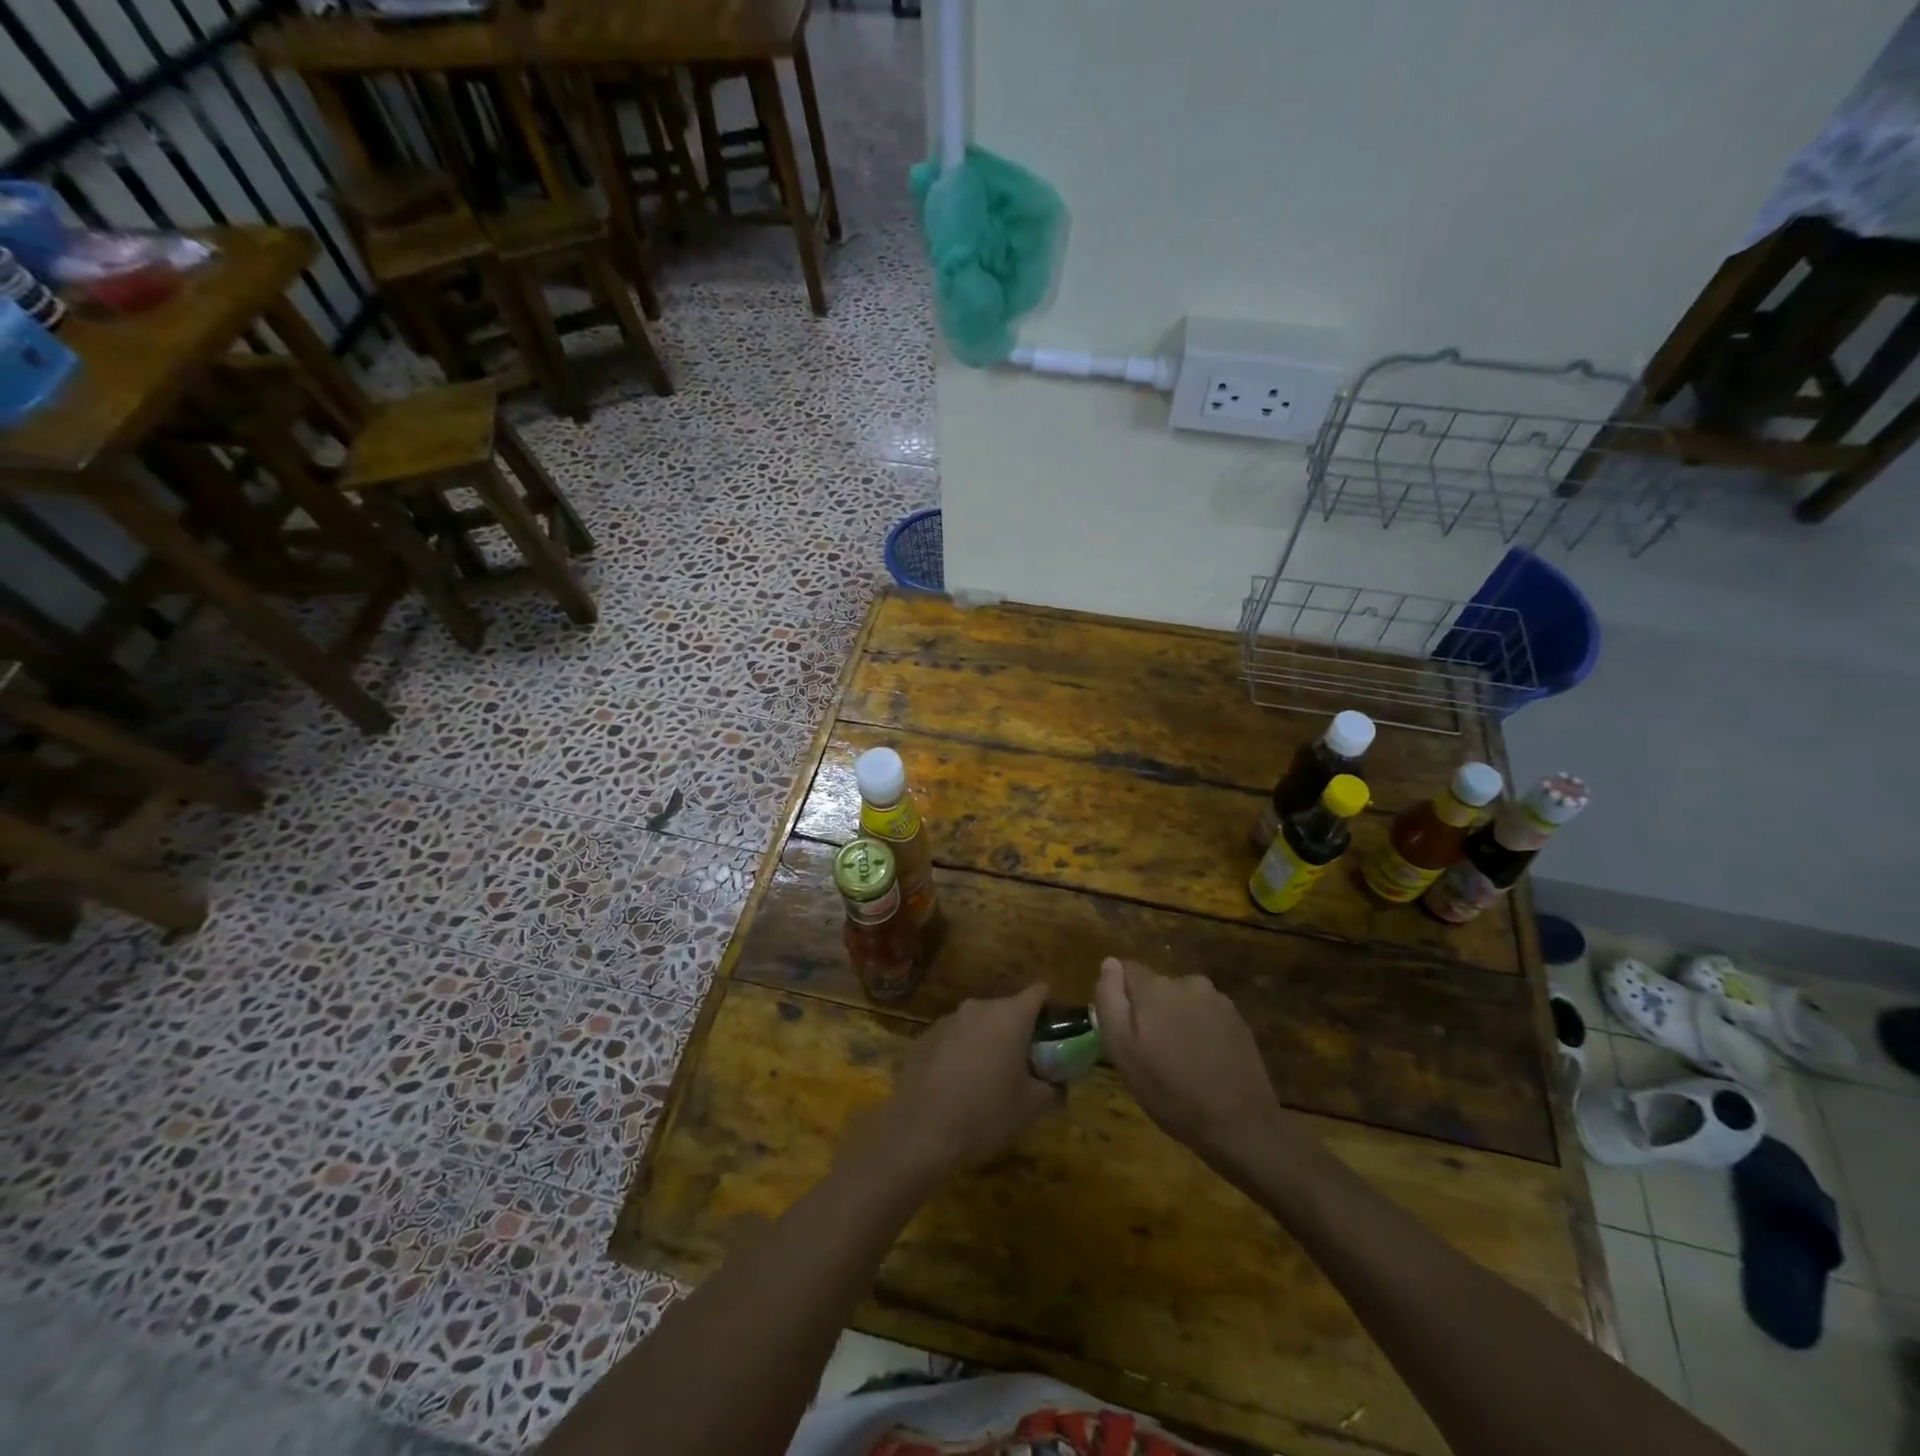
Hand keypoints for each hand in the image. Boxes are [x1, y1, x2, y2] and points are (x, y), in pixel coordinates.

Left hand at [851, 983, 1060, 1189]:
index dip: (1050, 1008)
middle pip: (1007, 1009)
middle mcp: (978, 1008)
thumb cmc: (985, 1114)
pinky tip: (957, 1086)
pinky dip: (961, 1053)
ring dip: (988, 1042)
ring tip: (989, 1079)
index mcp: (1009, 1016)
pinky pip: (953, 1038)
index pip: (1039, 992)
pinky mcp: (924, 1038)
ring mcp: (947, 1020)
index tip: (1055, 1033)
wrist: (919, 1133)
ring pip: (978, 1024)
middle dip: (1019, 1032)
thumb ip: (1052, 1089)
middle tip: (1025, 1066)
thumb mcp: (1030, 1107)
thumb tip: (1059, 1085)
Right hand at [1094, 957, 1286, 1172]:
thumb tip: (1109, 963)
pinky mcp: (1239, 1020)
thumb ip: (1110, 1000)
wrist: (1240, 1125)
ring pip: (1183, 1001)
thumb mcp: (1122, 1051)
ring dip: (1177, 1019)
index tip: (1124, 1029)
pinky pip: (1207, 1015)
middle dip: (1150, 1010)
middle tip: (1152, 1053)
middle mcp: (1187, 982)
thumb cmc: (1170, 1091)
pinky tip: (1205, 1062)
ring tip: (1181, 1060)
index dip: (1120, 996)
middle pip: (1156, 986)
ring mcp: (1218, 1000)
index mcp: (1155, 987)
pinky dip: (1201, 1031)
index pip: (1126, 969)